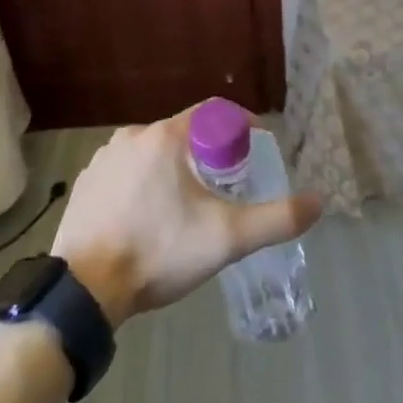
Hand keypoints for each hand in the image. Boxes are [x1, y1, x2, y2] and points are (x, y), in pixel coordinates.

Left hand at [51, 108, 322, 326]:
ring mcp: (103, 159)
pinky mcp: (85, 183)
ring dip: (173, 169)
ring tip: (186, 206)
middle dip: (208, 153)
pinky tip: (148, 217)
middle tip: (225, 186)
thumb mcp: (226, 238)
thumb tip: (318, 202)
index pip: (213, 112)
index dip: (239, 126)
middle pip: (183, 133)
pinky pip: (125, 172)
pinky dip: (143, 185)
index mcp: (165, 137)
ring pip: (152, 153)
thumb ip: (276, 219)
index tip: (254, 150)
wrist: (85, 291)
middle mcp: (131, 136)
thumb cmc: (159, 252)